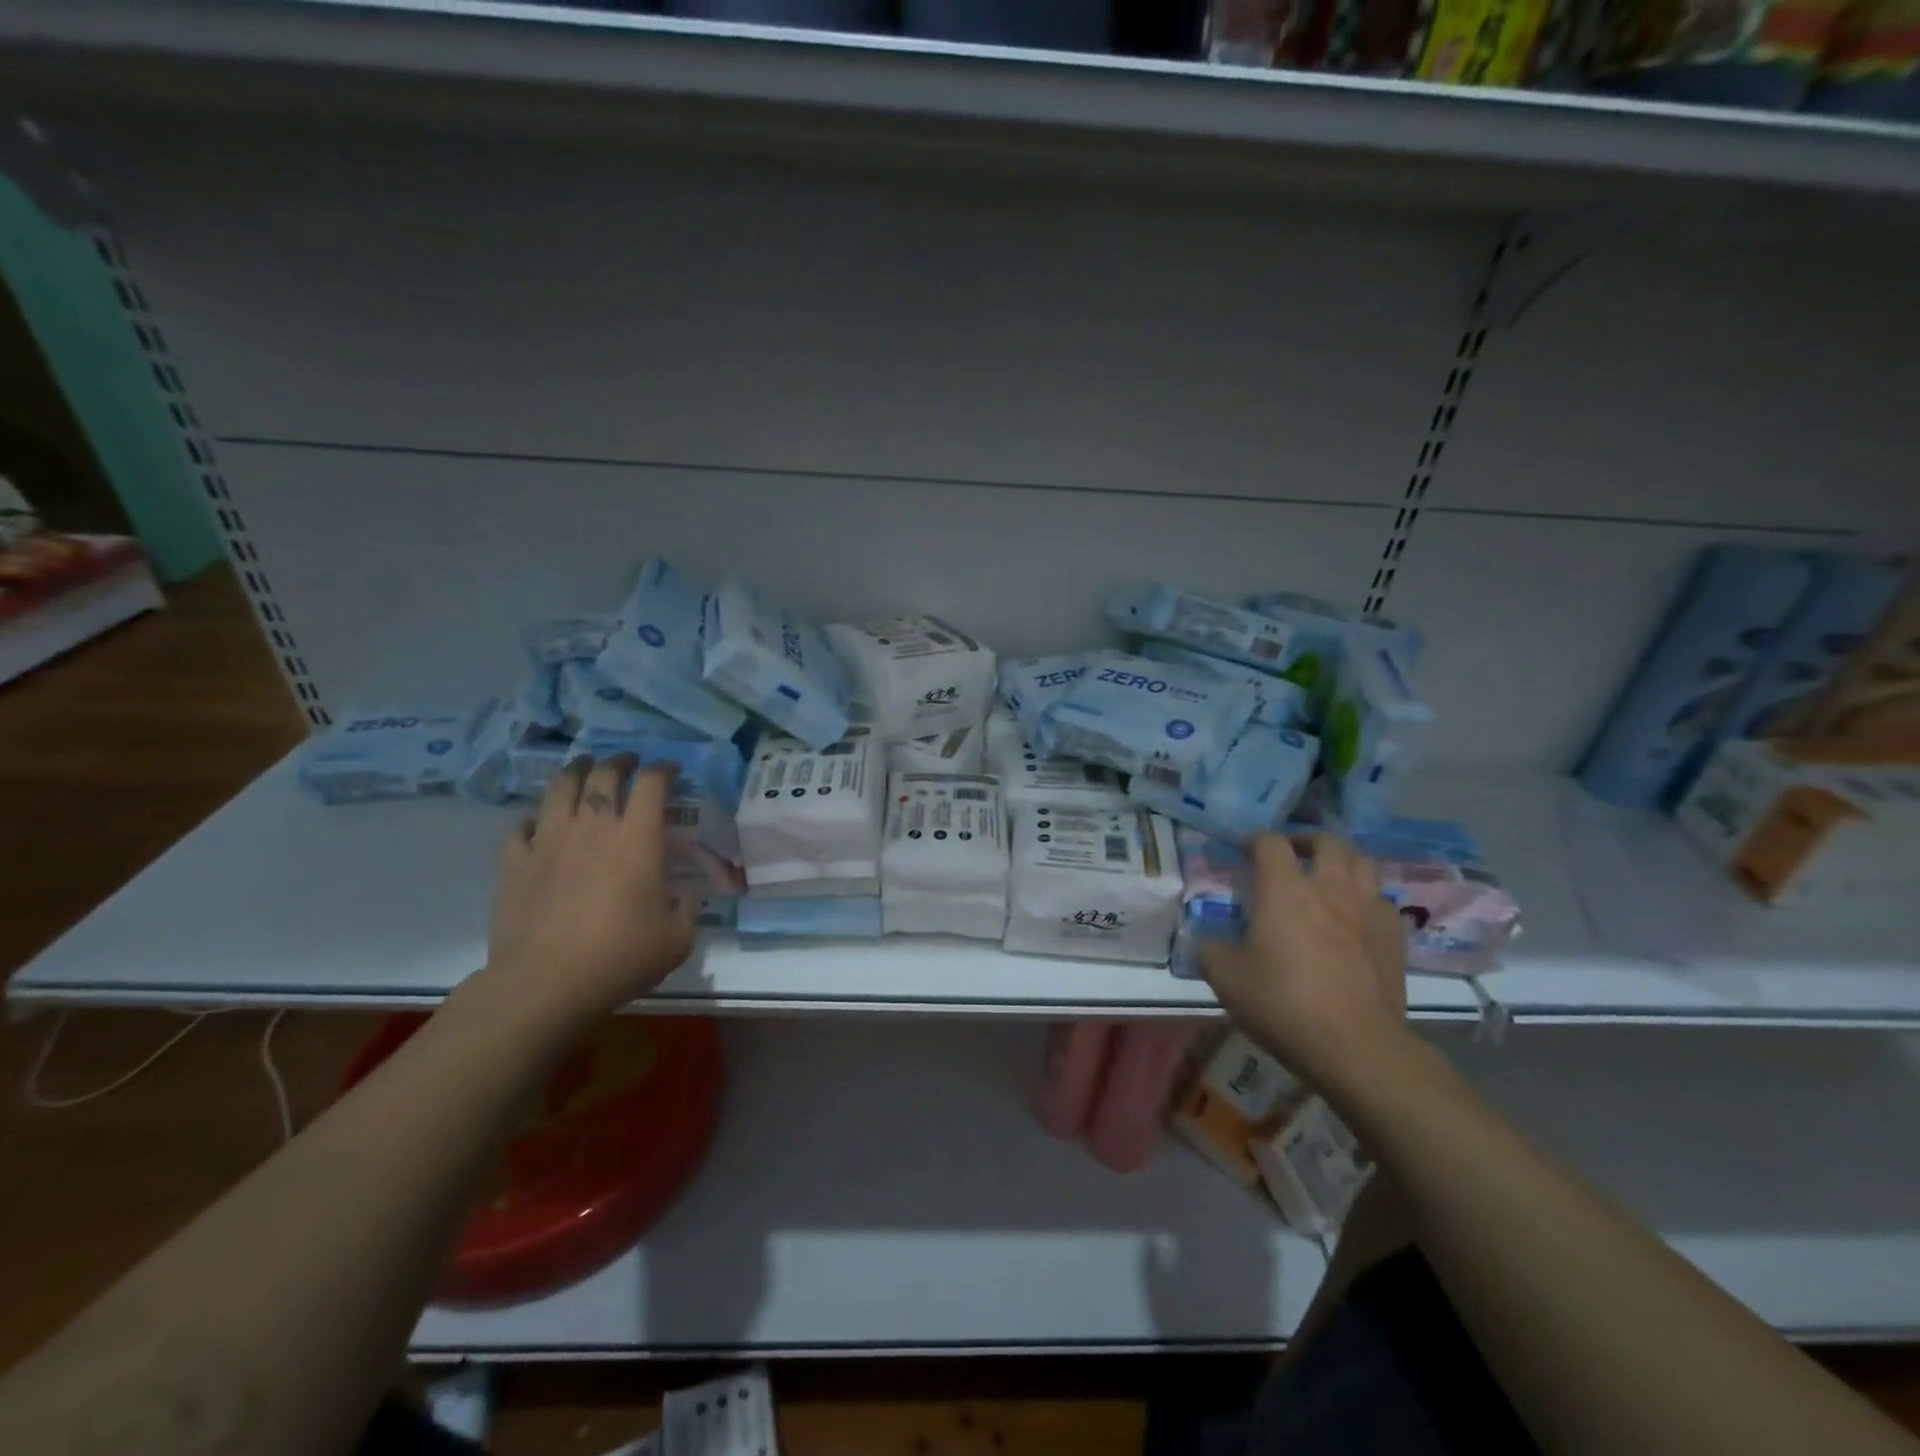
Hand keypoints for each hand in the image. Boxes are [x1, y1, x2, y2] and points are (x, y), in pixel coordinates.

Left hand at [482, 755, 696, 1029]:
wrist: (545, 984)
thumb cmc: (620, 957)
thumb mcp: (677, 940)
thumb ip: (686, 911)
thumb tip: (684, 898)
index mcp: (637, 838)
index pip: (652, 783)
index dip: (664, 769)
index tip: (671, 770)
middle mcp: (593, 827)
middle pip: (604, 774)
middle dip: (620, 761)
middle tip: (628, 762)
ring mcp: (548, 841)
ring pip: (559, 787)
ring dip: (575, 771)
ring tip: (583, 769)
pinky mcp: (514, 863)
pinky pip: (520, 827)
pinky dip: (533, 819)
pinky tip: (538, 824)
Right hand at [1201, 833, 1413, 1095]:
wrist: (1356, 1046)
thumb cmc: (1283, 1004)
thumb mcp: (1226, 979)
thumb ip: (1211, 949)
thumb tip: (1209, 941)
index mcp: (1285, 890)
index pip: (1271, 842)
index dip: (1254, 840)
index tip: (1242, 852)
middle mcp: (1330, 889)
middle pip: (1327, 841)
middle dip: (1306, 840)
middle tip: (1291, 856)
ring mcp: (1368, 911)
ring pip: (1363, 864)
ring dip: (1342, 863)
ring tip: (1327, 880)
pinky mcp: (1395, 938)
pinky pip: (1382, 901)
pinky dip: (1366, 899)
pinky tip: (1355, 919)